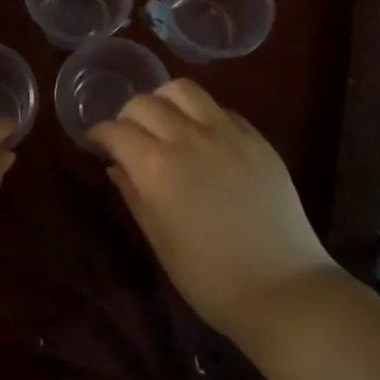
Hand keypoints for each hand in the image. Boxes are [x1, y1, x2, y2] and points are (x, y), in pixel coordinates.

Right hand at [90, 79, 336, 339]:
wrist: (283, 289)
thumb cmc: (210, 277)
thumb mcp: (160, 240)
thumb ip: (134, 195)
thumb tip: (117, 166)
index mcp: (156, 166)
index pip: (116, 130)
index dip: (100, 133)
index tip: (97, 142)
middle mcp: (187, 137)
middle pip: (145, 102)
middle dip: (128, 115)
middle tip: (129, 136)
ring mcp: (225, 132)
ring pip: (183, 90)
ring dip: (164, 100)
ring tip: (165, 121)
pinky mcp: (256, 137)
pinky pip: (219, 108)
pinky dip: (201, 114)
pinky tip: (203, 137)